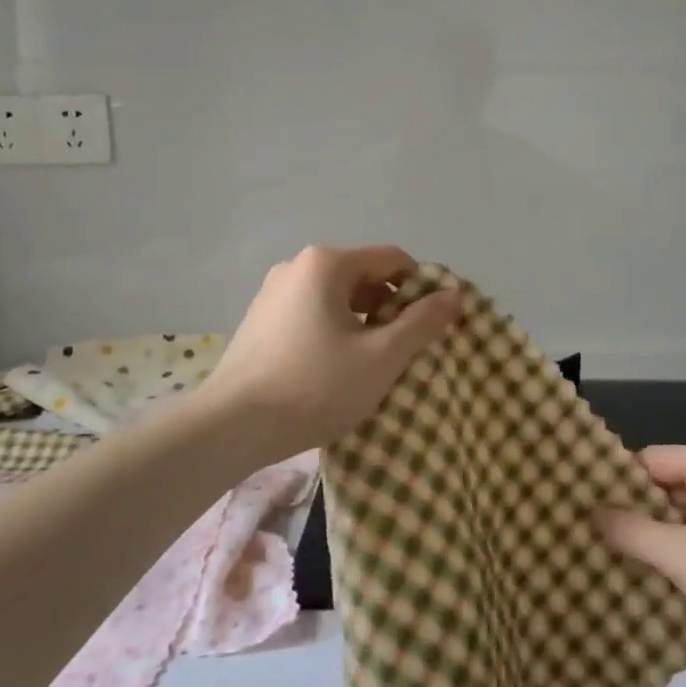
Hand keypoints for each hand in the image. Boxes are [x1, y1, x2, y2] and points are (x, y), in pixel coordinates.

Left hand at [198, 244, 462, 466]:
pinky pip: (313, 312)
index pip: (393, 259)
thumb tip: (454, 295)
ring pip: (339, 297)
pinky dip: (336, 330)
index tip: (436, 324)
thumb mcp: (381, 357)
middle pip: (364, 276)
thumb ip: (423, 322)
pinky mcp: (261, 319)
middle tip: (408, 349)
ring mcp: (274, 292)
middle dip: (393, 307)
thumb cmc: (315, 386)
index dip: (423, 287)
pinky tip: (337, 368)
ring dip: (365, 322)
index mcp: (327, 263)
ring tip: (375, 363)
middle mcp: (298, 266)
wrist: (231, 427)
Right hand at [597, 445, 685, 663]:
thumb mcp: (684, 558)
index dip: (619, 487)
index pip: (649, 460)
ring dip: (671, 536)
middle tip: (609, 546)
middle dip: (644, 515)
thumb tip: (591, 511)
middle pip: (672, 484)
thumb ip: (633, 532)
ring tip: (639, 567)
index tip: (593, 515)